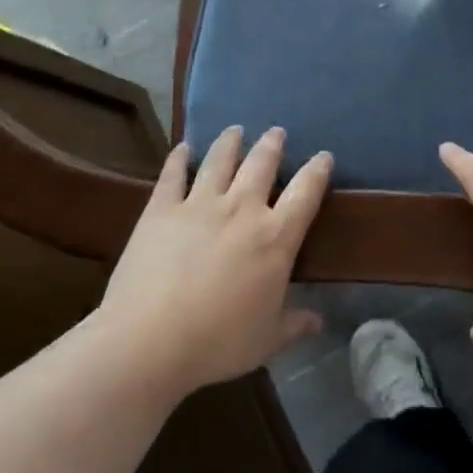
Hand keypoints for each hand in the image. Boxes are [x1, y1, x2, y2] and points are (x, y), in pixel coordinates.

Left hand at [99, 126, 330, 397]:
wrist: (149, 341)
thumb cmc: (217, 342)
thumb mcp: (267, 339)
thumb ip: (295, 324)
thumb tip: (319, 320)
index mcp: (275, 237)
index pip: (306, 192)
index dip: (318, 171)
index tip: (324, 156)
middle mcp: (242, 210)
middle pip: (262, 164)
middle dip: (272, 145)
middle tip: (276, 132)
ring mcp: (199, 205)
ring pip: (220, 160)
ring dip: (230, 142)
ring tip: (235, 130)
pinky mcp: (161, 210)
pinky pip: (172, 175)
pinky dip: (178, 159)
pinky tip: (182, 148)